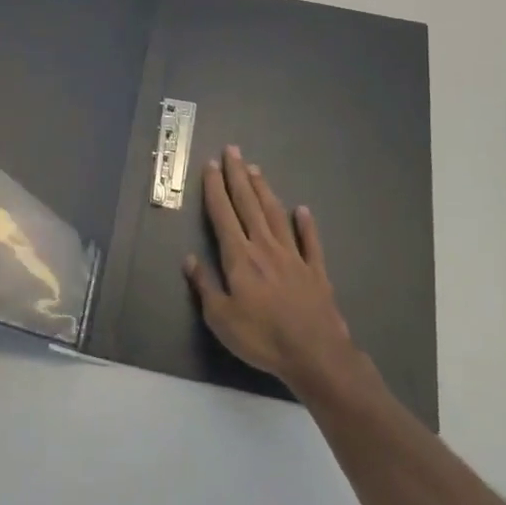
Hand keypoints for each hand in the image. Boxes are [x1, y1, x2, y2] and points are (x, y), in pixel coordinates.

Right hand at [184, 147, 357, 393]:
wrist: (315, 354)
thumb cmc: (261, 337)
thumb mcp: (220, 318)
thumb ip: (205, 286)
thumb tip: (189, 259)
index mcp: (240, 257)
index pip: (223, 214)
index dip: (215, 188)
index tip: (210, 165)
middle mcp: (265, 247)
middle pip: (248, 204)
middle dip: (238, 176)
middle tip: (232, 150)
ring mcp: (293, 256)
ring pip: (275, 215)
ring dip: (264, 191)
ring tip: (256, 169)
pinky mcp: (315, 271)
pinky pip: (310, 242)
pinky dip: (306, 224)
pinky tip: (302, 210)